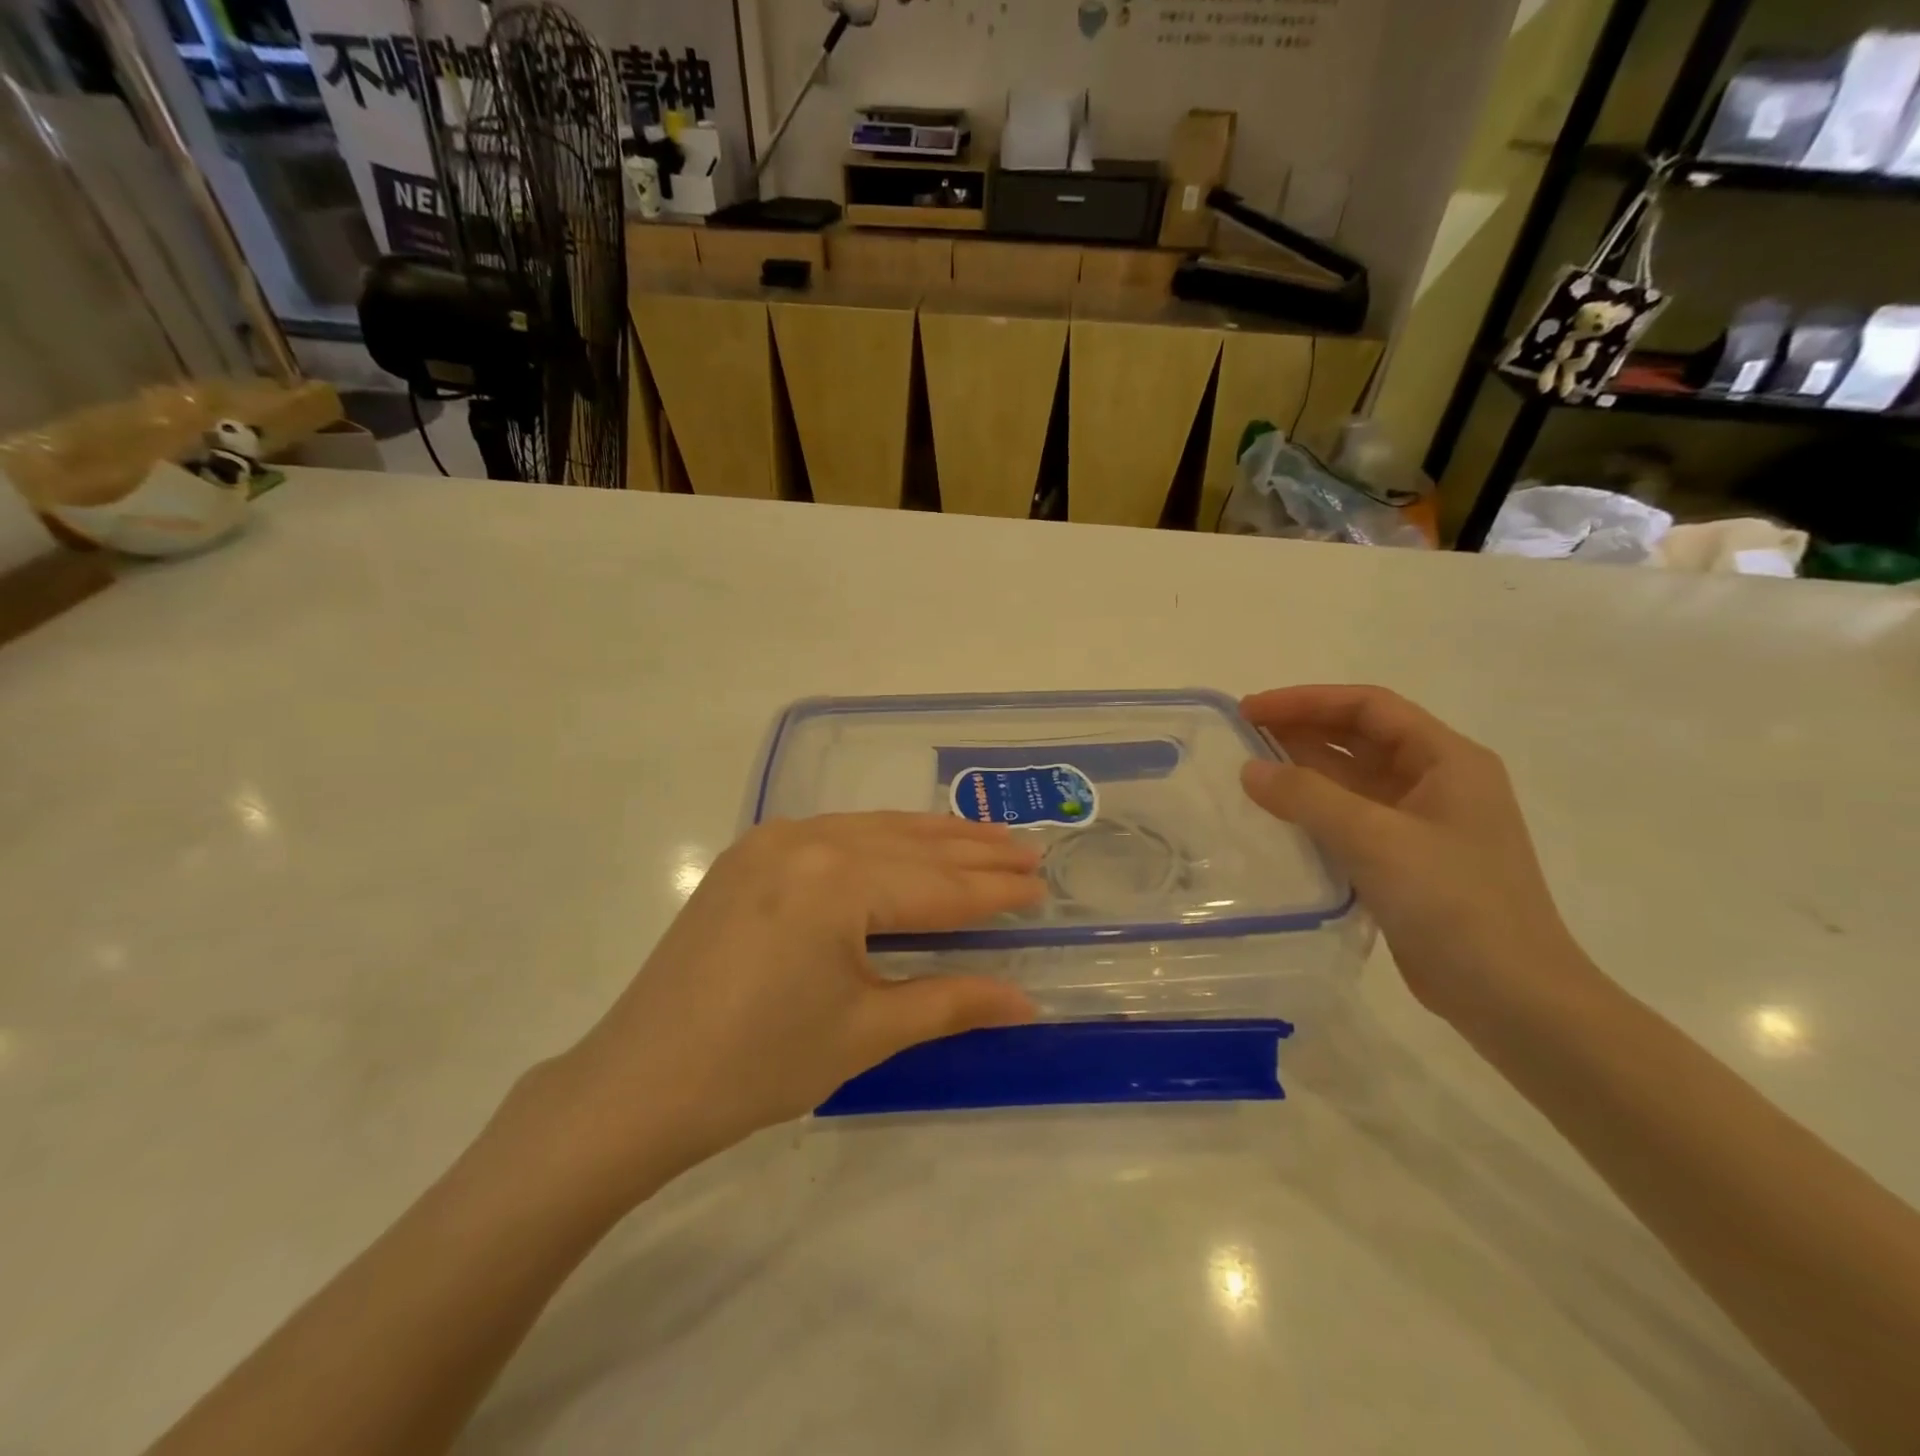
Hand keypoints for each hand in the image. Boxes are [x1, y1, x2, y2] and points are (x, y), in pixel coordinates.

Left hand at [545, 814, 1045, 1196]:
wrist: (639, 1083)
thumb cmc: (760, 1064)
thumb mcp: (866, 1032)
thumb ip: (951, 1002)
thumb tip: (1027, 1001)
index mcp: (837, 881)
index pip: (938, 885)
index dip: (995, 891)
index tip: (1043, 887)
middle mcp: (807, 839)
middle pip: (910, 845)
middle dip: (975, 851)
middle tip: (1030, 851)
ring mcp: (772, 840)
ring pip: (873, 829)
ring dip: (932, 837)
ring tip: (987, 839)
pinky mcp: (750, 853)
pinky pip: (835, 833)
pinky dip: (881, 839)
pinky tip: (907, 845)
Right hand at [1239, 686, 1591, 1024]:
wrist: (1511, 997)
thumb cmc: (1454, 903)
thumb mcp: (1376, 839)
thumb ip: (1308, 797)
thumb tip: (1249, 770)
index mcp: (1448, 760)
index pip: (1369, 707)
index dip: (1307, 700)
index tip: (1252, 710)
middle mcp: (1436, 782)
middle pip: (1359, 738)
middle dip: (1301, 730)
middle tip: (1240, 736)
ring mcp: (1420, 824)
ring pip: (1351, 780)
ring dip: (1303, 771)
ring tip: (1247, 771)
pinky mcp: (1404, 861)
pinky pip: (1349, 819)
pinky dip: (1312, 810)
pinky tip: (1275, 817)